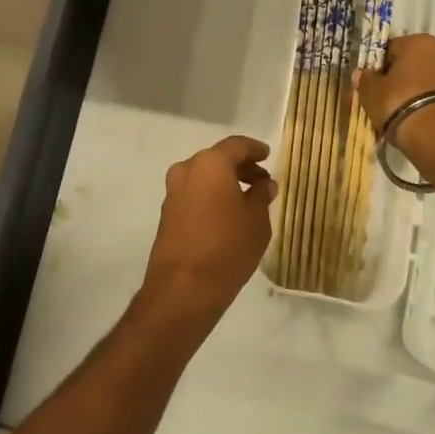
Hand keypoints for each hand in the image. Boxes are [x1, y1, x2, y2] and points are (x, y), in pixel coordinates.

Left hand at [135, 135, 275, 341]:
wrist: (184, 289)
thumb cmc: (228, 248)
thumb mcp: (257, 221)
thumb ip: (261, 196)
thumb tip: (264, 183)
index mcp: (211, 164)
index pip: (236, 145)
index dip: (255, 149)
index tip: (267, 156)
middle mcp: (187, 170)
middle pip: (217, 159)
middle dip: (240, 167)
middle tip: (261, 180)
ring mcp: (173, 192)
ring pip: (203, 176)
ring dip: (224, 182)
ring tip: (247, 199)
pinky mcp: (167, 213)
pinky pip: (193, 194)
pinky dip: (210, 195)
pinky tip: (226, 214)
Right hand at [353, 34, 434, 163]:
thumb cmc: (400, 103)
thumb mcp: (371, 92)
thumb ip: (365, 80)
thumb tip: (361, 74)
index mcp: (419, 41)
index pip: (391, 48)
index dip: (378, 66)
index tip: (371, 84)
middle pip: (412, 63)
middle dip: (399, 78)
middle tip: (384, 98)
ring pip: (427, 80)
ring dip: (415, 91)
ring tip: (400, 113)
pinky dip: (428, 104)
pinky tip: (416, 120)